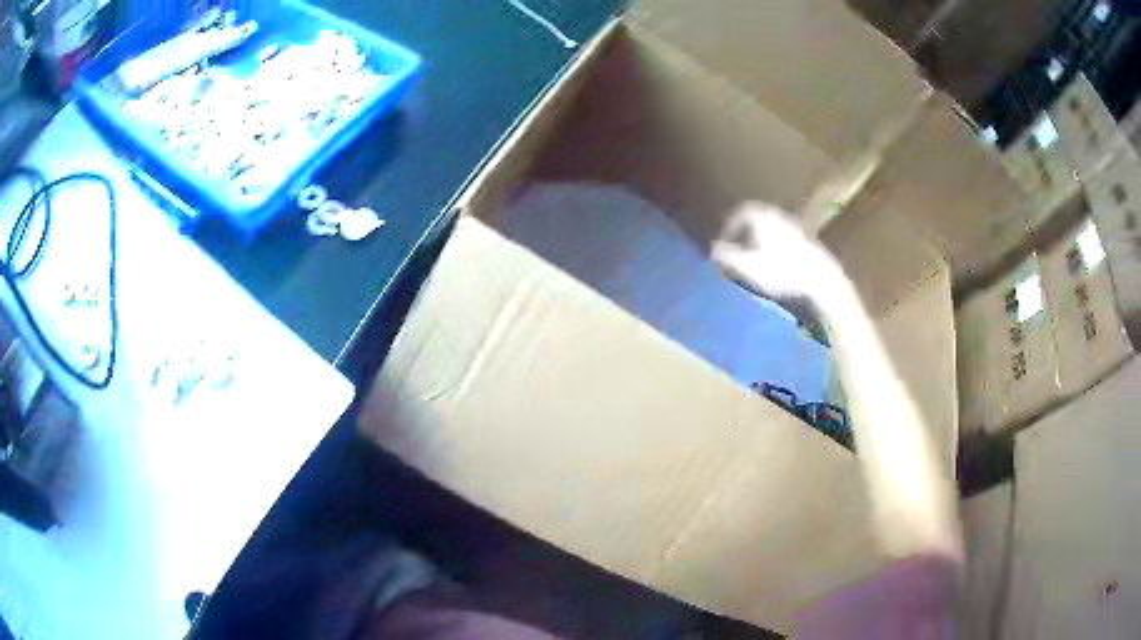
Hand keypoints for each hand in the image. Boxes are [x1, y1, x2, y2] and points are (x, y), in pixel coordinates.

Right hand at [712, 203, 841, 300]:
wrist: (820, 277)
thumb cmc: (782, 269)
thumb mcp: (750, 266)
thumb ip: (729, 256)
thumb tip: (714, 249)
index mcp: (763, 217)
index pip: (741, 212)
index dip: (730, 226)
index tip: (724, 242)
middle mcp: (778, 216)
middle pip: (757, 218)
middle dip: (745, 232)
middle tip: (738, 249)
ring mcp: (794, 228)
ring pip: (771, 228)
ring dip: (760, 240)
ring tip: (756, 259)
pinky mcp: (806, 241)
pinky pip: (783, 237)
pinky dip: (774, 246)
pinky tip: (775, 264)